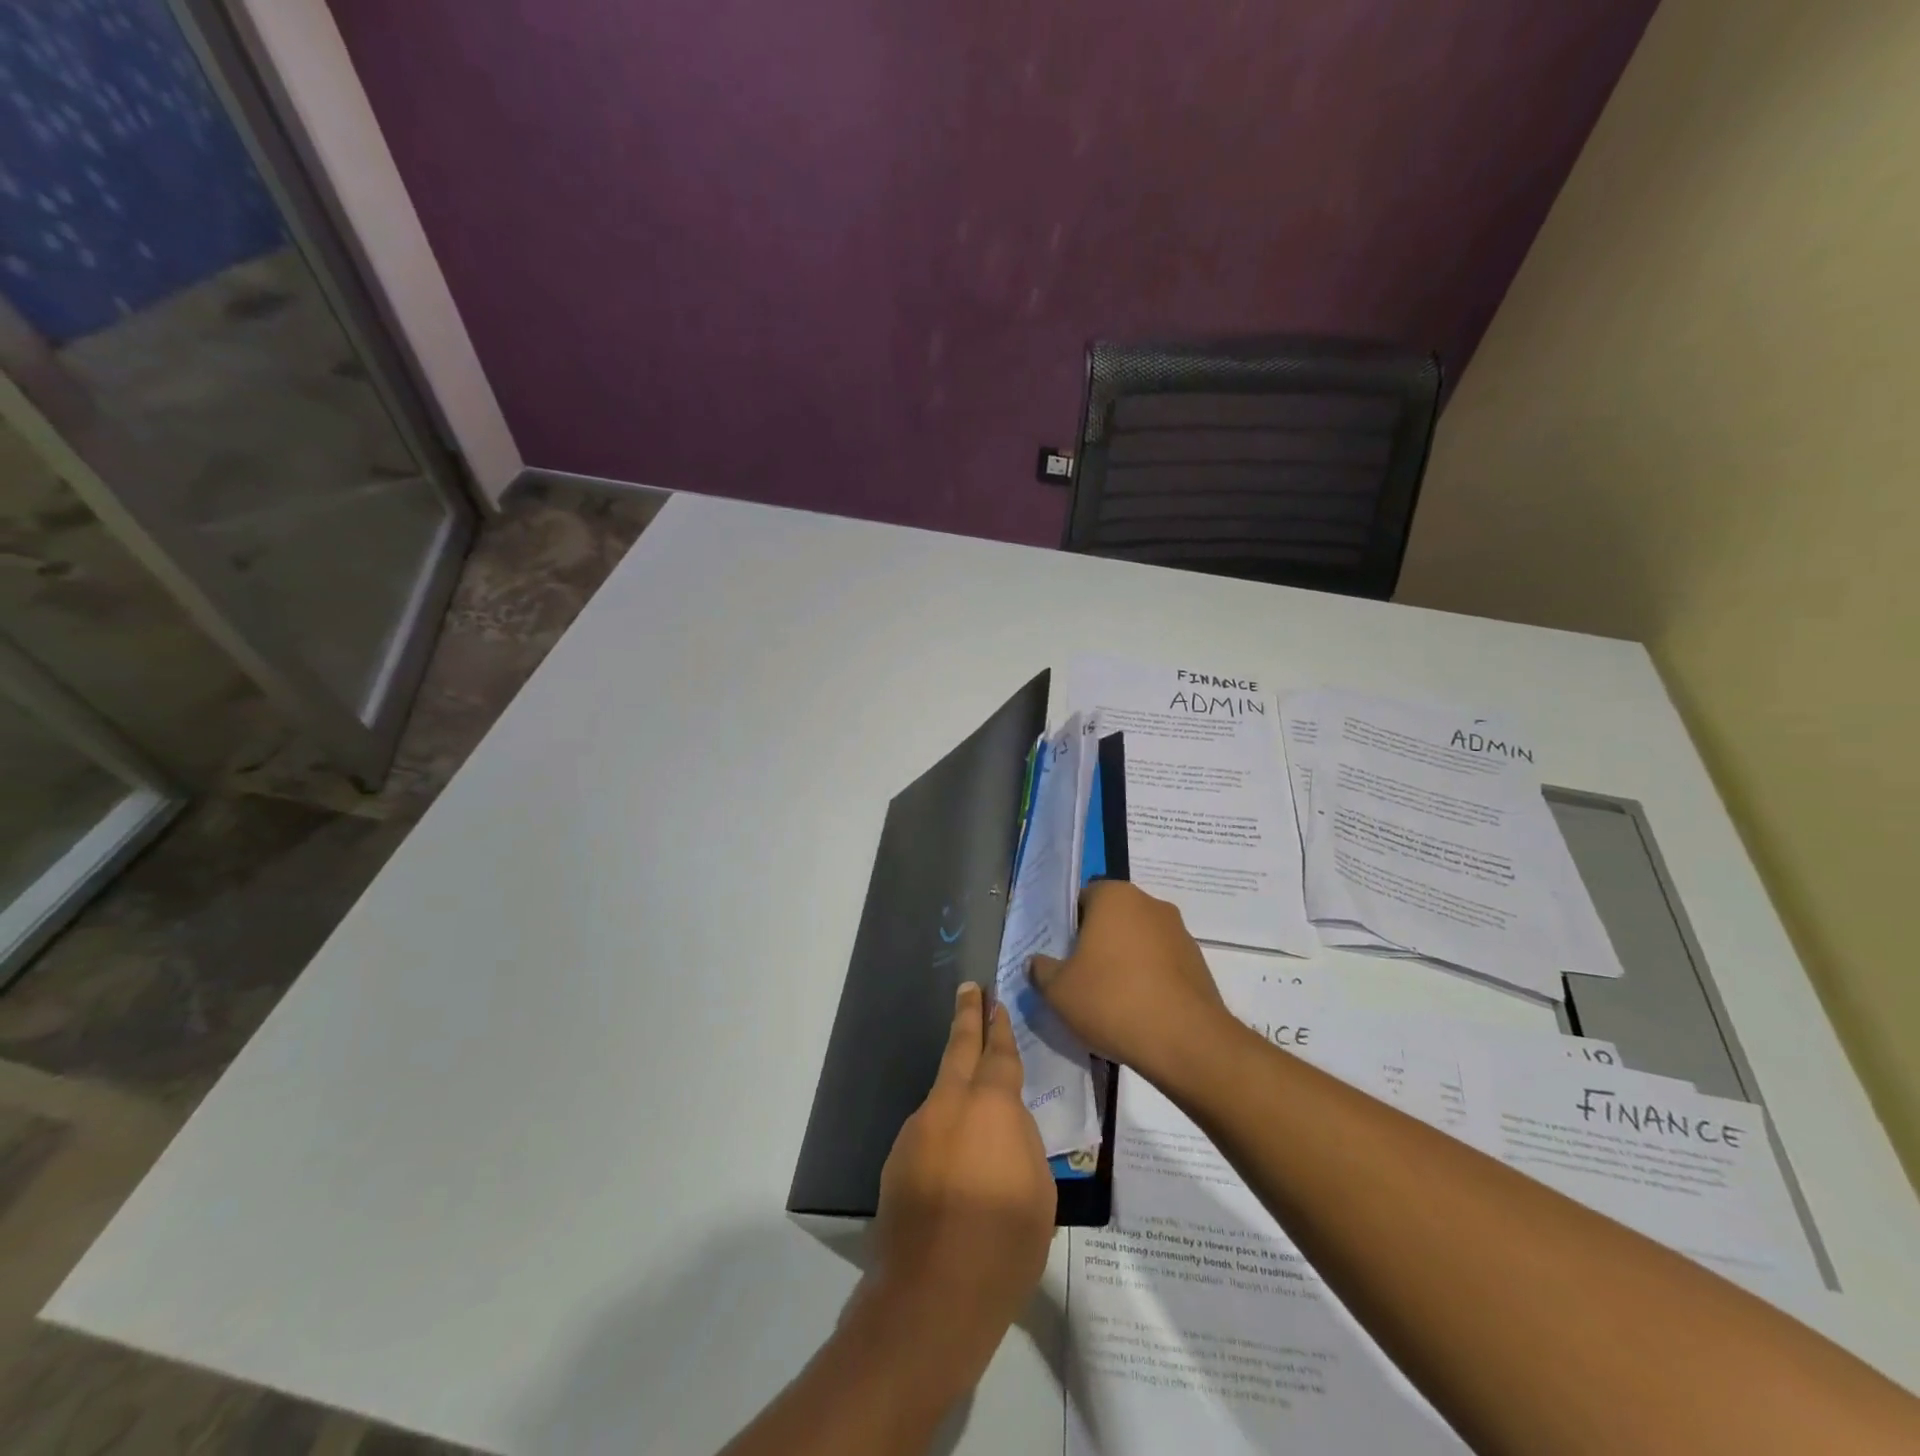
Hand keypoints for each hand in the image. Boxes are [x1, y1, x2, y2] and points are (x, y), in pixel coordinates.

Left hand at [866, 983, 1055, 1398]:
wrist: (932, 1296)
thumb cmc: (1003, 1244)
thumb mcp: (1039, 1191)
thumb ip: (1022, 1141)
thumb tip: (1004, 1124)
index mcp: (992, 1107)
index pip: (999, 1054)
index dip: (1000, 1028)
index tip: (997, 1003)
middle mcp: (949, 1105)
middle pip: (959, 1048)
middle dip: (967, 1016)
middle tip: (969, 989)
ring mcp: (917, 1129)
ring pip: (942, 1094)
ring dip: (956, 1086)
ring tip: (975, 1108)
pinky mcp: (897, 1159)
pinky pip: (928, 1131)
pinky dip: (943, 1132)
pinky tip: (954, 1166)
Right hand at [1029, 880, 1232, 1089]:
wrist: (1185, 1041)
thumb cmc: (1112, 1001)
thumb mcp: (1058, 990)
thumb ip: (1041, 970)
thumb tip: (1038, 963)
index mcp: (1115, 896)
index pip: (1082, 899)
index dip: (1069, 927)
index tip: (1062, 956)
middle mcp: (1150, 904)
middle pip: (1113, 918)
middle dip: (1098, 943)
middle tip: (1082, 978)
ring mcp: (1179, 932)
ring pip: (1139, 941)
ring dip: (1126, 961)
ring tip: (1112, 1001)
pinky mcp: (1198, 962)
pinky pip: (1163, 964)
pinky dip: (1150, 980)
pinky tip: (1140, 1011)